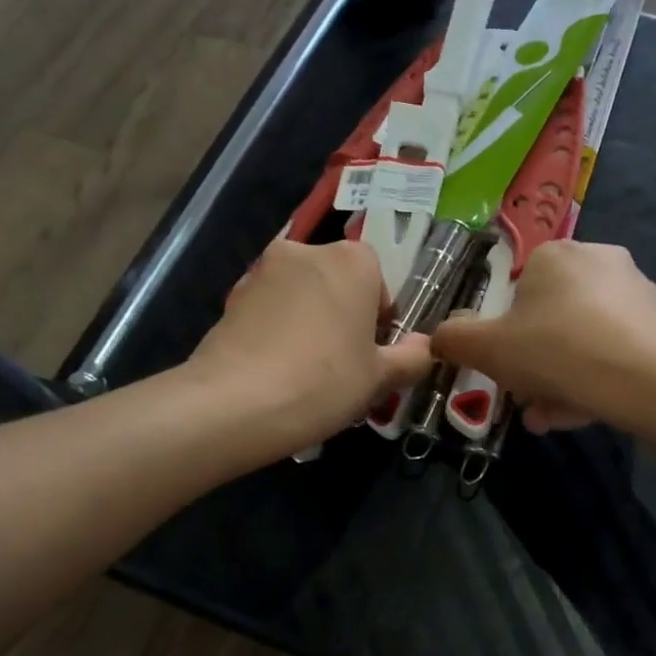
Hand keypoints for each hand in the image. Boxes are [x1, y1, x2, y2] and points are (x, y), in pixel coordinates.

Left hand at [187, 238, 431, 450]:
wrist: (234, 403)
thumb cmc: (323, 382)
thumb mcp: (379, 378)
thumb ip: (410, 358)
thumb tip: (423, 347)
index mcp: (351, 261)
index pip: (378, 278)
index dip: (380, 316)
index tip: (373, 352)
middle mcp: (305, 252)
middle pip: (337, 282)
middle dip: (344, 315)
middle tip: (344, 364)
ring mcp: (262, 272)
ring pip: (301, 296)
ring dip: (310, 322)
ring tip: (307, 373)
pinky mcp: (231, 298)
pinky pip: (270, 311)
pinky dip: (278, 332)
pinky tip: (276, 372)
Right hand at [429, 241, 655, 434]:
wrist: (649, 381)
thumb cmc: (557, 351)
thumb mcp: (489, 349)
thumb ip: (455, 340)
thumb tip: (438, 337)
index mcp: (555, 254)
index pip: (517, 293)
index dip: (504, 336)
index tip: (505, 370)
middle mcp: (598, 261)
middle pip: (549, 321)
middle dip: (533, 366)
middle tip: (527, 401)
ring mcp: (635, 292)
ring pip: (581, 341)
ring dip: (559, 380)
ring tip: (551, 419)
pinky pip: (612, 351)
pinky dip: (593, 380)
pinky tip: (585, 412)